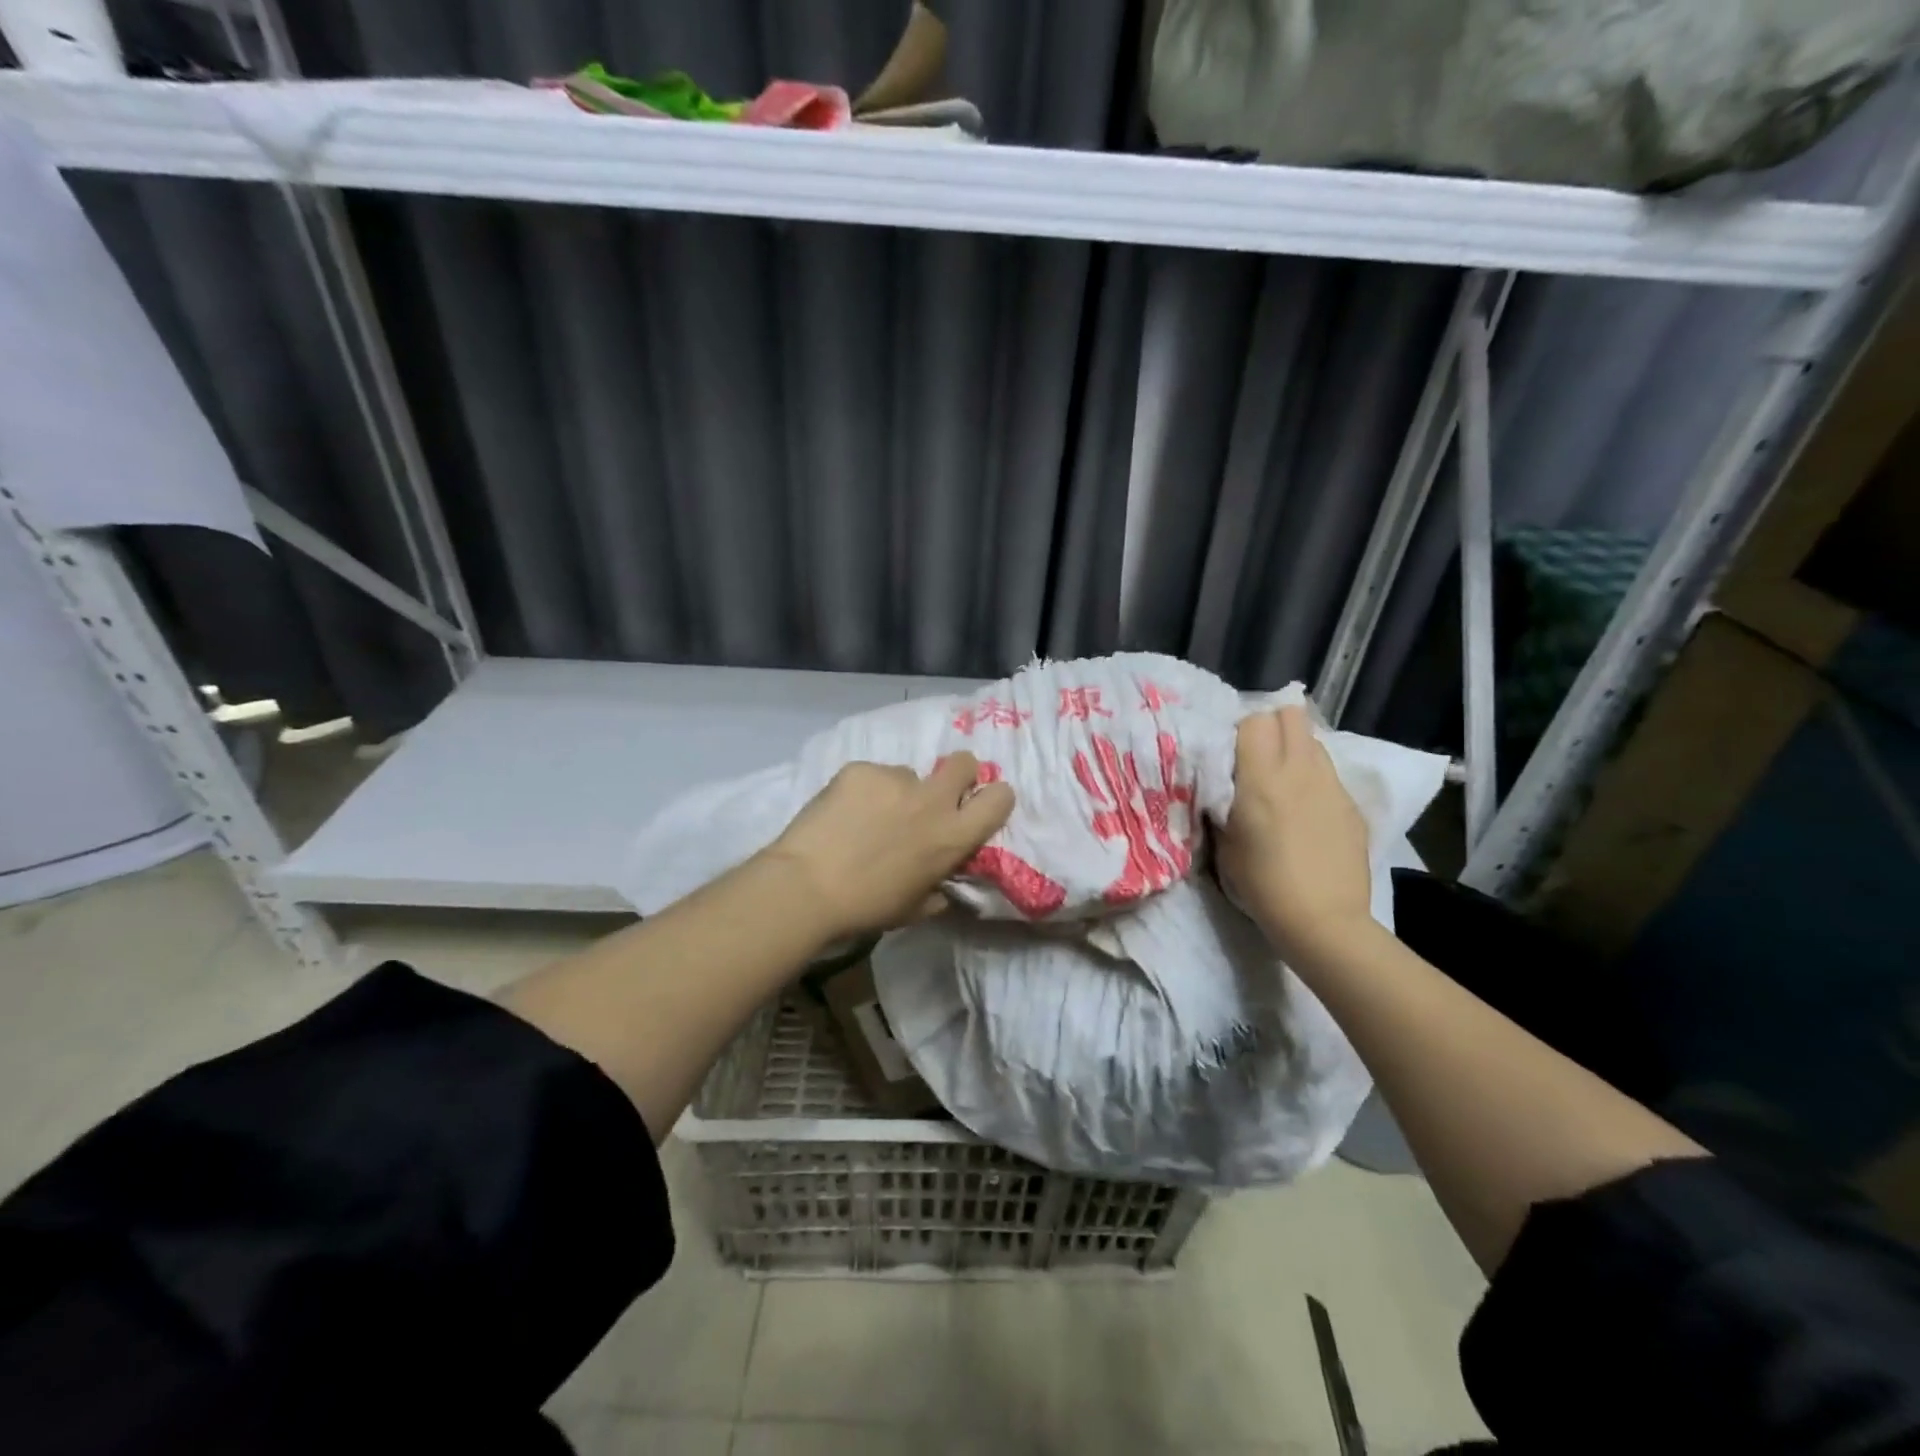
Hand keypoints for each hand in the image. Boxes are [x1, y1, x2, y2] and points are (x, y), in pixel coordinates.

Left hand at [759, 754, 1015, 940]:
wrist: (807, 887)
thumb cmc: (866, 908)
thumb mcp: (915, 908)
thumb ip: (938, 889)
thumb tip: (942, 884)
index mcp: (953, 836)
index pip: (1000, 797)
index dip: (992, 798)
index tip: (976, 806)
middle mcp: (932, 800)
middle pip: (964, 762)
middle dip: (956, 774)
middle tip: (932, 796)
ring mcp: (895, 779)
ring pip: (908, 774)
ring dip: (897, 792)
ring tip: (866, 818)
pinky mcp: (861, 769)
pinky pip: (872, 775)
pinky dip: (862, 791)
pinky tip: (842, 813)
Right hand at [1219, 707, 1373, 957]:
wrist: (1323, 921)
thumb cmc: (1261, 885)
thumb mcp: (1224, 842)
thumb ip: (1223, 802)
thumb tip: (1224, 782)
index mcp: (1261, 777)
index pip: (1255, 720)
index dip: (1240, 730)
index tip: (1230, 752)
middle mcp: (1300, 770)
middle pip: (1292, 714)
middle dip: (1273, 725)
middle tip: (1258, 754)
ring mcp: (1332, 785)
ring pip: (1314, 741)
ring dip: (1296, 749)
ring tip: (1283, 779)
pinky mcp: (1353, 805)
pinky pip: (1330, 773)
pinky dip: (1314, 778)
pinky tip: (1306, 811)